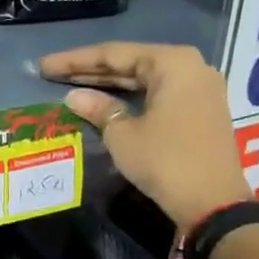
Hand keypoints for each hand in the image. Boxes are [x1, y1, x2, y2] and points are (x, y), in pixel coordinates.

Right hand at [39, 42, 250, 230]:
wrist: (213, 203)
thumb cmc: (165, 160)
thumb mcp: (122, 134)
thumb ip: (97, 108)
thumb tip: (74, 97)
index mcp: (172, 62)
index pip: (113, 54)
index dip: (75, 60)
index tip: (44, 65)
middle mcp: (190, 66)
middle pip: (130, 62)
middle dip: (90, 69)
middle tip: (52, 72)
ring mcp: (198, 88)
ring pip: (143, 78)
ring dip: (109, 83)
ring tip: (71, 83)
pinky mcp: (200, 110)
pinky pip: (157, 93)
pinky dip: (130, 96)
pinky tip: (104, 99)